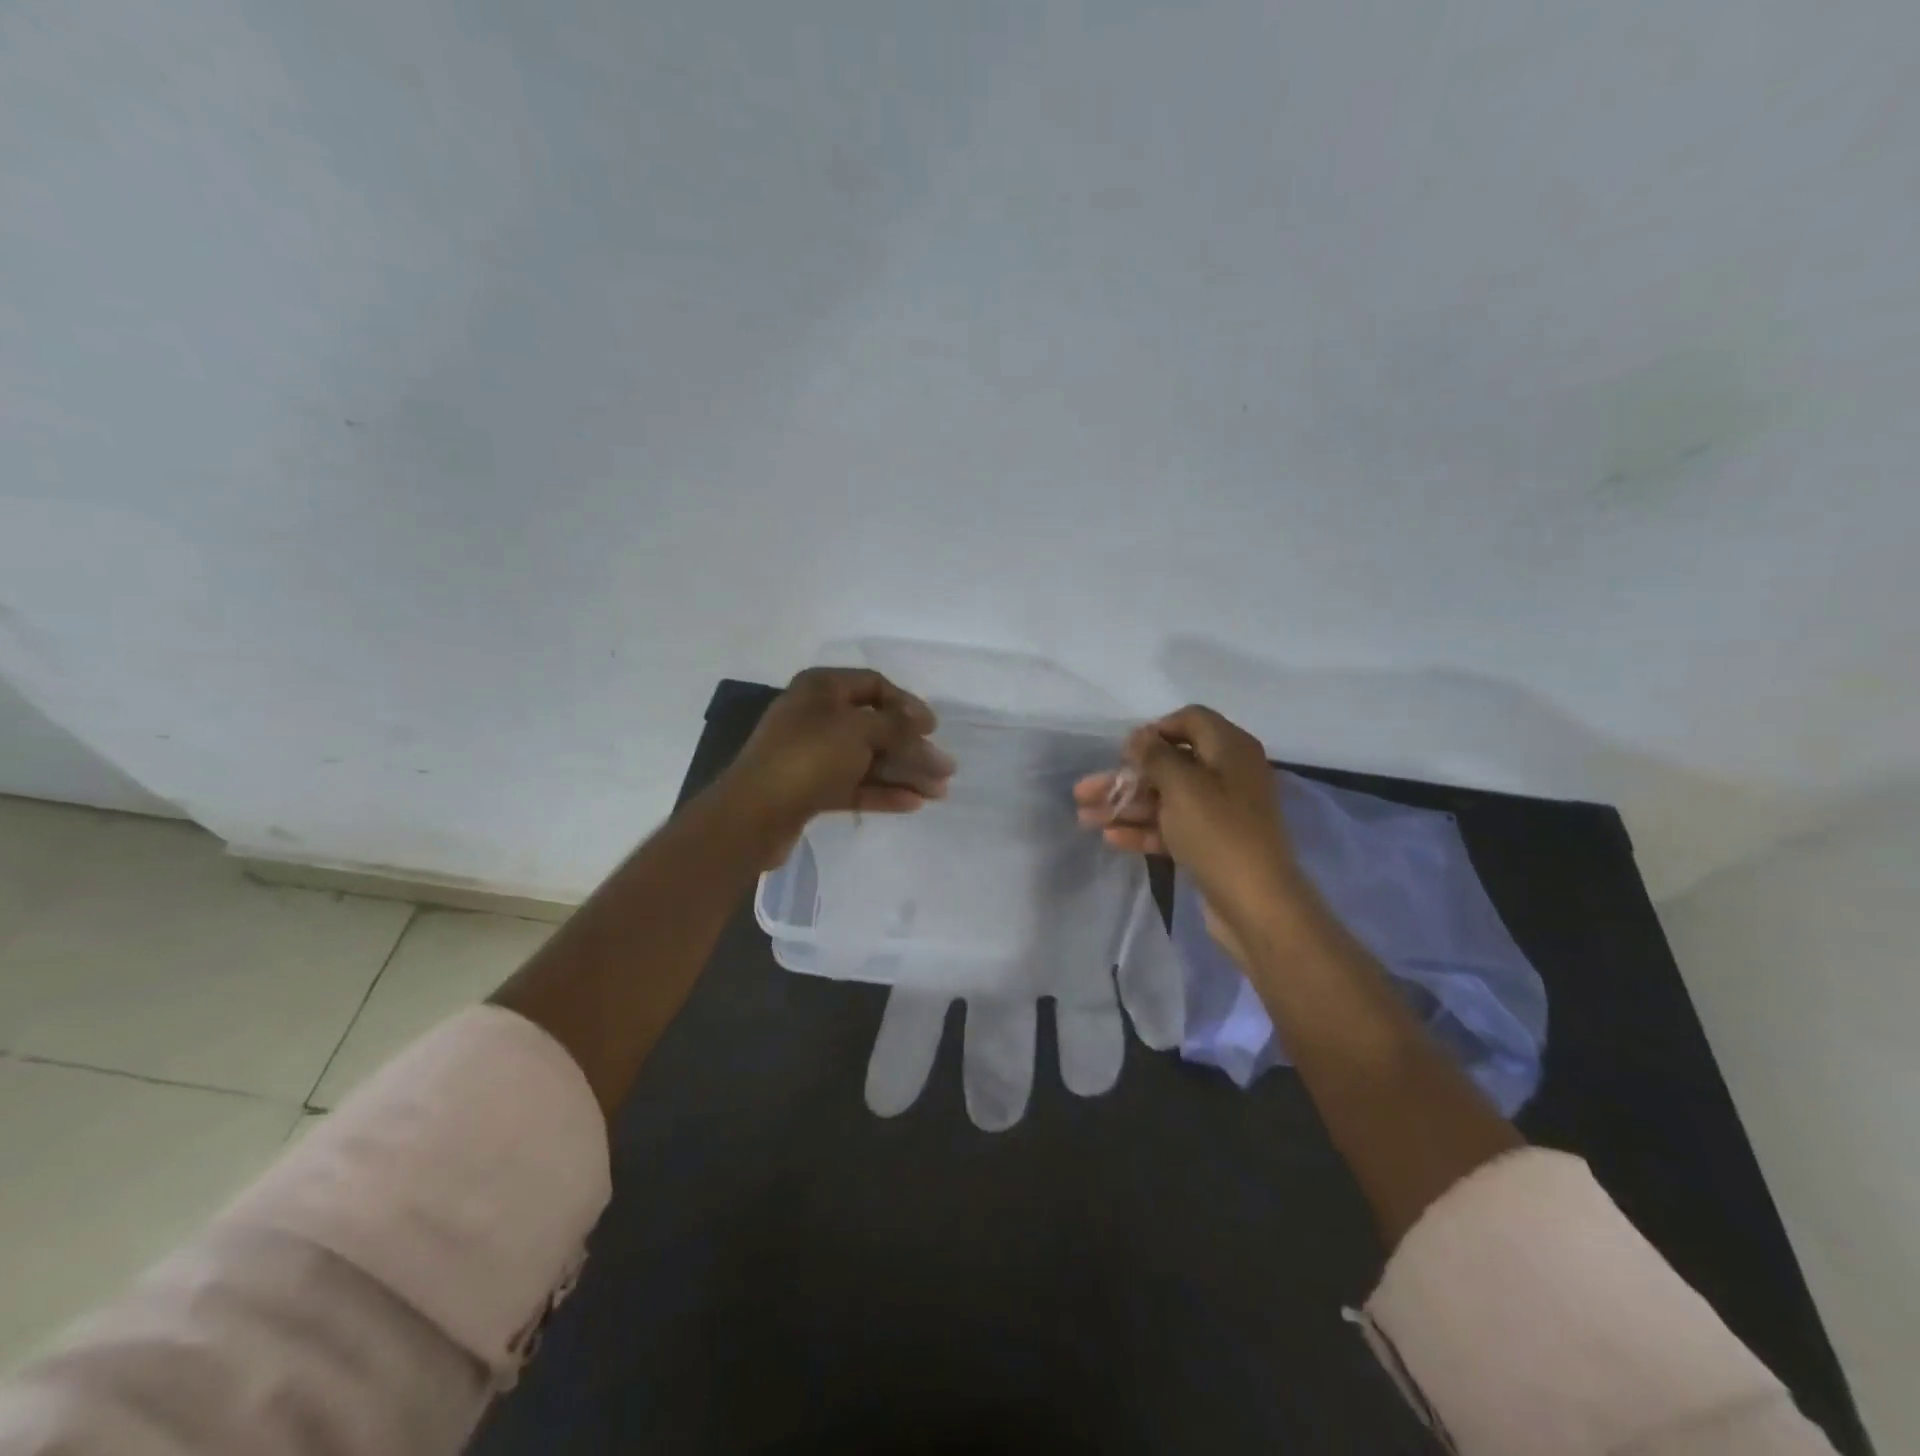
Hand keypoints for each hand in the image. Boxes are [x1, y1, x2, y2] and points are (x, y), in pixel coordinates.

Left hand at [720, 668, 954, 858]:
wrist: (754, 814)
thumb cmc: (808, 757)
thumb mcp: (859, 731)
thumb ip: (897, 726)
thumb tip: (923, 725)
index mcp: (821, 688)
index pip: (874, 685)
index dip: (907, 703)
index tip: (933, 728)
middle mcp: (816, 716)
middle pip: (875, 727)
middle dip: (912, 748)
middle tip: (946, 769)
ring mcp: (812, 755)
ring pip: (868, 759)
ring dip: (904, 773)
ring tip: (939, 792)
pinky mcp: (811, 789)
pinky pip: (855, 785)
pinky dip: (883, 792)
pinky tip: (913, 804)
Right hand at [1074, 705, 1300, 961]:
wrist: (1256, 904)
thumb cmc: (1218, 833)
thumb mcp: (1182, 785)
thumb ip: (1155, 756)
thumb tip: (1139, 736)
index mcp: (1230, 749)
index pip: (1191, 720)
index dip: (1155, 730)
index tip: (1125, 751)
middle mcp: (1227, 775)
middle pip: (1169, 764)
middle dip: (1125, 777)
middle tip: (1084, 791)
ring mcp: (1219, 812)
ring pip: (1165, 799)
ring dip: (1126, 805)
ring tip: (1084, 817)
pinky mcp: (1210, 844)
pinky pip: (1172, 827)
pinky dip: (1143, 830)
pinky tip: (1110, 838)